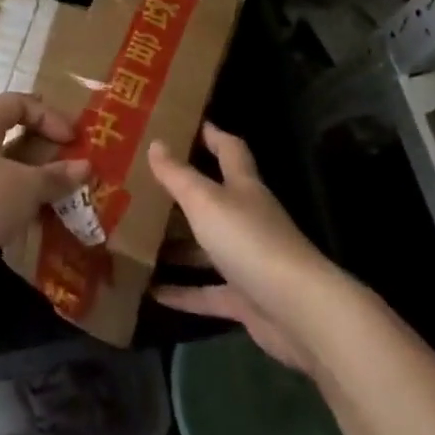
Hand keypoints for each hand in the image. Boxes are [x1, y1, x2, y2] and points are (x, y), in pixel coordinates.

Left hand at [0, 93, 89, 294]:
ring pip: (2, 172)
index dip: (46, 115)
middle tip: (69, 165)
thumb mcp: (26, 186)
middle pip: (8, 137)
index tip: (71, 139)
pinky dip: (16, 207)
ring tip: (58, 197)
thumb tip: (85, 166)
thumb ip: (56, 176)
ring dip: (31, 182)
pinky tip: (35, 222)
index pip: (15, 103)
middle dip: (42, 150)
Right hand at [147, 123, 330, 371]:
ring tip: (136, 239)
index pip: (230, 151)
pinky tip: (152, 292)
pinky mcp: (245, 299)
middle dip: (182, 193)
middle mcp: (247, 219)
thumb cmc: (250, 241)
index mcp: (244, 188)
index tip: (187, 124)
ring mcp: (247, 260)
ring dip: (176, 246)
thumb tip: (155, 143)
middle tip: (142, 186)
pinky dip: (182, 292)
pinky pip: (207, 292)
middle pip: (214, 200)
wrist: (297, 310)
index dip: (212, 135)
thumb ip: (178, 175)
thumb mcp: (206, 201)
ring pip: (206, 247)